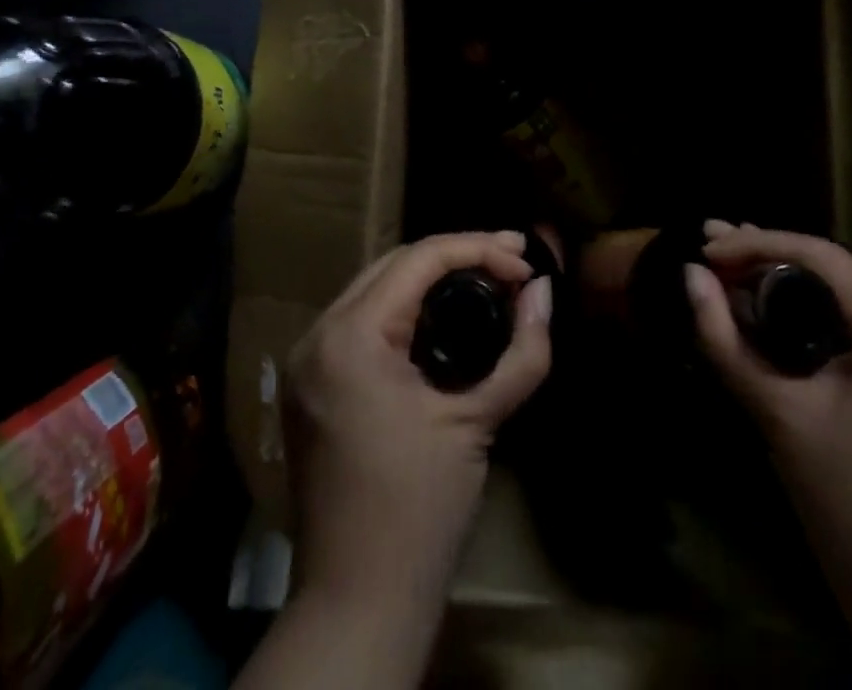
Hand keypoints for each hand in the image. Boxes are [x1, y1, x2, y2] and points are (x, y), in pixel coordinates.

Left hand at [284, 231, 552, 608]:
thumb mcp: (478, 422)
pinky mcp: (310, 383)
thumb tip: (544, 292)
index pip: (419, 259)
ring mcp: (307, 359)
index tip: (526, 261)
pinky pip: (362, 321)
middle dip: (456, 257)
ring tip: (487, 282)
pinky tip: (443, 317)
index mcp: (350, 336)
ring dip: (430, 280)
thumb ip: (522, 352)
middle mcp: (318, 334)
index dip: (478, 248)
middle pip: (394, 264)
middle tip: (512, 263)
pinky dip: (404, 311)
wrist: (358, 603)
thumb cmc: (421, 511)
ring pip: (375, 289)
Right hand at [685, 224, 851, 659]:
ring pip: (845, 304)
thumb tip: (689, 276)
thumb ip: (726, 340)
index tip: (705, 248)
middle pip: (835, 277)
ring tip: (727, 267)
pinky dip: (812, 322)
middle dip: (766, 261)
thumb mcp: (779, 415)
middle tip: (708, 245)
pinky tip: (768, 311)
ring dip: (786, 289)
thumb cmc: (850, 506)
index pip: (823, 257)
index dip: (757, 244)